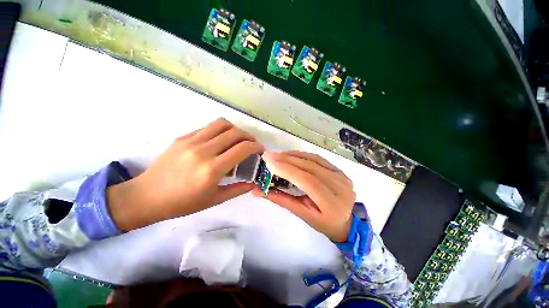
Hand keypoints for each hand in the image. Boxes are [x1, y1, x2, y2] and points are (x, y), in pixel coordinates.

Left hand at [108, 118, 263, 230]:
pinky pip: (207, 128)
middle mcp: (203, 151)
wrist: (147, 196)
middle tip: (252, 144)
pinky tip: (220, 141)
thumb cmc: (182, 203)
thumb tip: (253, 183)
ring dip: (235, 129)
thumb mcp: (214, 200)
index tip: (260, 150)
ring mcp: (191, 141)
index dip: (256, 146)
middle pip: (234, 132)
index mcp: (212, 169)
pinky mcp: (182, 137)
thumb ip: (238, 189)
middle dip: (249, 136)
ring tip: (238, 138)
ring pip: (221, 124)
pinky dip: (220, 131)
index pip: (242, 148)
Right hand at [253, 151, 355, 241]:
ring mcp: (341, 175)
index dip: (288, 170)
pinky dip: (302, 155)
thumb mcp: (302, 215)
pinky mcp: (339, 170)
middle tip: (269, 156)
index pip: (308, 181)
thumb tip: (258, 191)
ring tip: (277, 155)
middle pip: (310, 167)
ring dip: (293, 155)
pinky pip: (318, 158)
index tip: (269, 162)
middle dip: (287, 160)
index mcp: (332, 203)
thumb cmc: (323, 223)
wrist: (346, 220)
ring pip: (313, 160)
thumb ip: (281, 200)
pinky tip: (291, 155)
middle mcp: (340, 186)